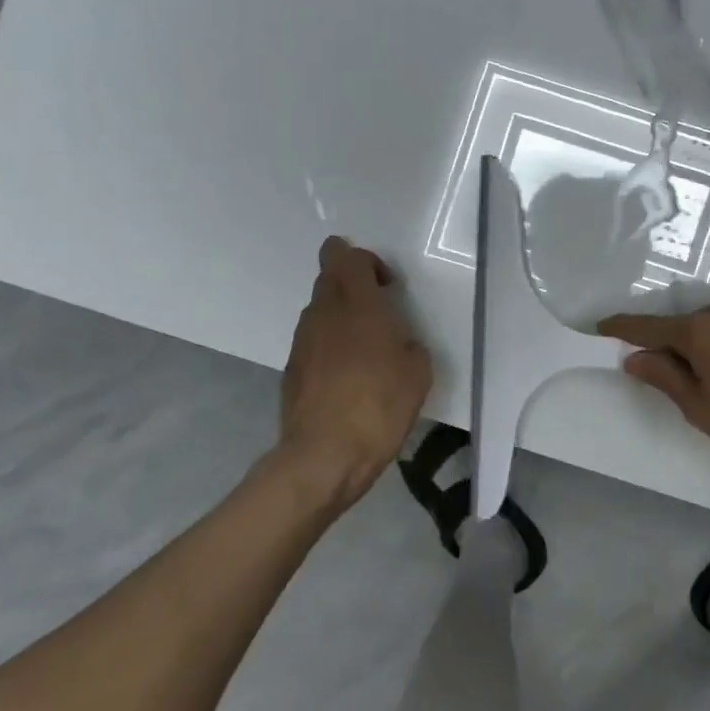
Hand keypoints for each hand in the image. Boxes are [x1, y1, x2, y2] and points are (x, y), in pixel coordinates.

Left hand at [280, 238, 431, 504]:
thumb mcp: (418, 371)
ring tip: (365, 351)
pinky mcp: (292, 368)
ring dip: (341, 316)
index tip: (387, 288)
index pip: (345, 255)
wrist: (325, 455)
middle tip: (378, 314)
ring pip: (319, 309)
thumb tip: (396, 341)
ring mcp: (302, 341)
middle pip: (328, 276)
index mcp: (358, 304)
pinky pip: (313, 341)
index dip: (366, 262)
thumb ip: (407, 341)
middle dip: (352, 284)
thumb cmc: (380, 406)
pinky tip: (348, 379)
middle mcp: (324, 312)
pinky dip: (330, 347)